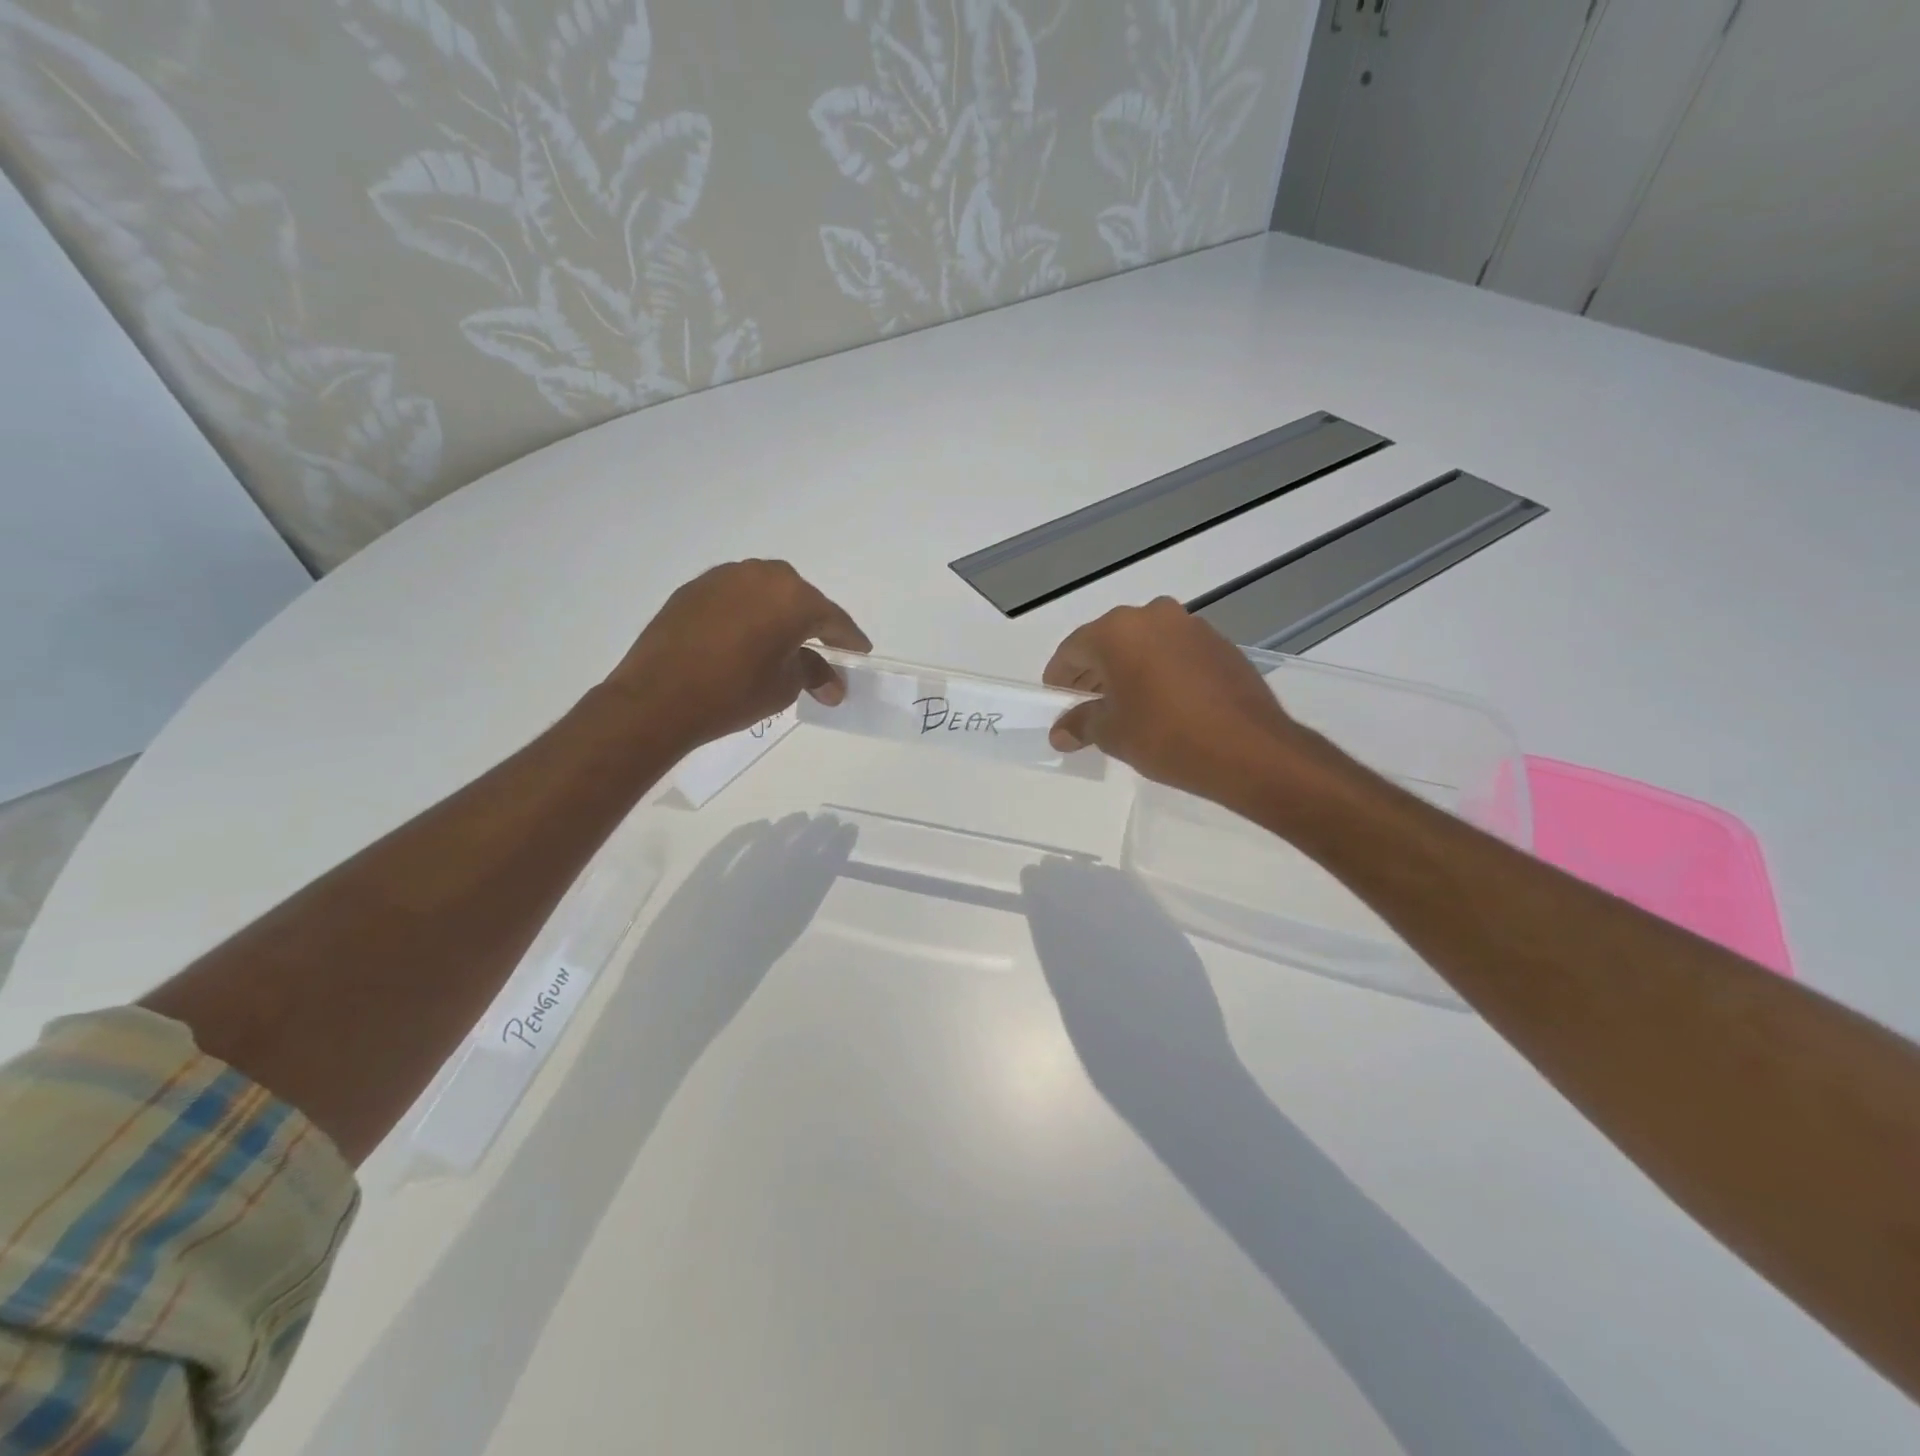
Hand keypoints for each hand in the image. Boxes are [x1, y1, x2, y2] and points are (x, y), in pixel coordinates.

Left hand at [607, 560, 870, 749]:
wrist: (657, 698)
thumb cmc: (733, 693)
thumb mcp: (784, 687)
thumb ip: (814, 674)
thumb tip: (833, 684)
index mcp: (794, 598)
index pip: (833, 620)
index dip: (849, 640)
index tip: (859, 653)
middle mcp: (762, 575)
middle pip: (800, 598)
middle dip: (812, 622)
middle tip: (819, 649)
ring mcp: (725, 576)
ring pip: (765, 592)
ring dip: (777, 613)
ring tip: (778, 642)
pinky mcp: (695, 587)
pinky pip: (736, 596)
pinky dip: (747, 612)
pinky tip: (743, 636)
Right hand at [1044, 597, 1332, 807]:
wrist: (1249, 749)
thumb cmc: (1166, 736)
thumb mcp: (1113, 734)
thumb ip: (1081, 723)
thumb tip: (1061, 731)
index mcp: (1118, 631)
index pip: (1073, 649)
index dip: (1059, 676)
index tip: (1056, 699)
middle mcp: (1153, 616)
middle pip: (1109, 642)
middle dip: (1093, 672)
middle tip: (1085, 704)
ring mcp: (1191, 626)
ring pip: (1144, 644)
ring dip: (1128, 670)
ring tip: (1123, 706)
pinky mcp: (1220, 644)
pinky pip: (1174, 652)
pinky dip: (1159, 671)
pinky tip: (1162, 703)